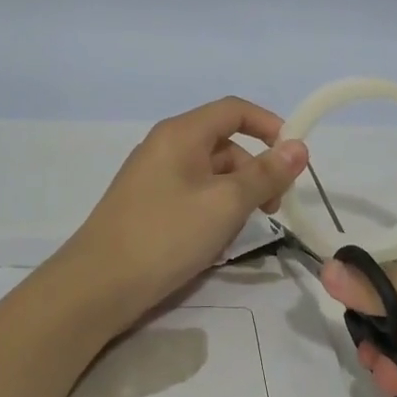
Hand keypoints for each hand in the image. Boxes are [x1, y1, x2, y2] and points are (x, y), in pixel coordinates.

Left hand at [64, 96, 308, 318]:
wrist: (97, 286)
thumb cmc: (166, 235)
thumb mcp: (226, 204)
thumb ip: (265, 174)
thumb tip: (299, 147)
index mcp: (181, 133)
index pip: (234, 110)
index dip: (269, 126)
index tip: (294, 158)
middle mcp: (165, 146)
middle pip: (225, 144)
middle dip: (255, 172)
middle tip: (272, 210)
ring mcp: (153, 176)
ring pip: (211, 174)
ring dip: (235, 197)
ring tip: (236, 234)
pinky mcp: (148, 204)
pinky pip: (192, 194)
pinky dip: (212, 211)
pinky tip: (213, 243)